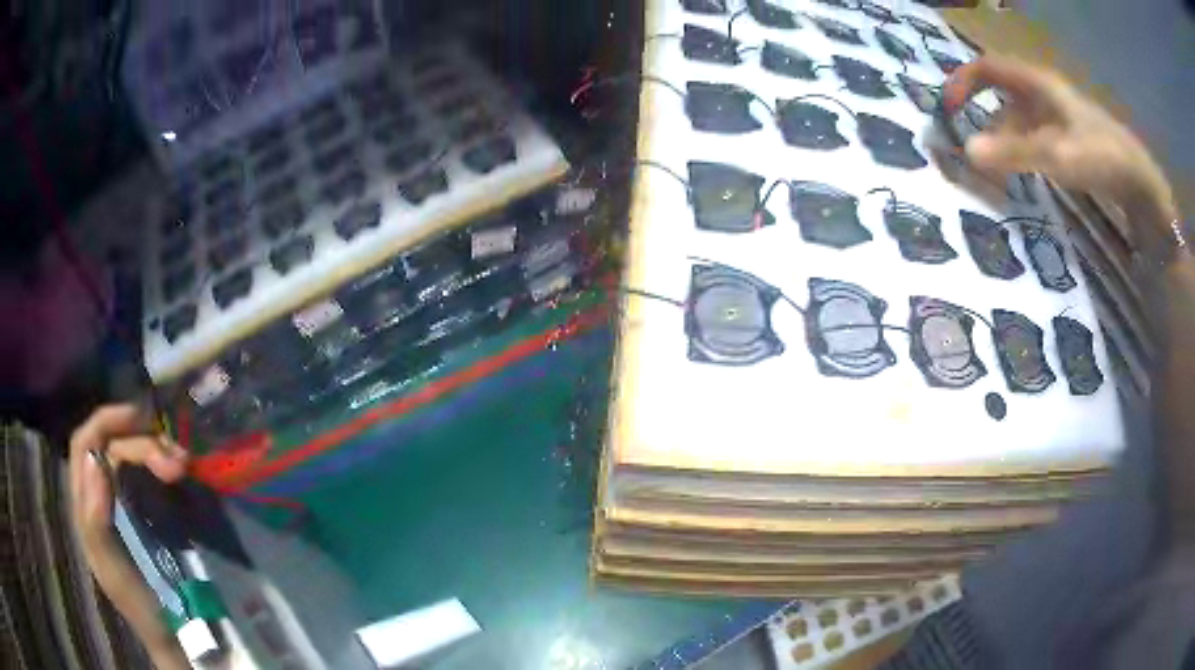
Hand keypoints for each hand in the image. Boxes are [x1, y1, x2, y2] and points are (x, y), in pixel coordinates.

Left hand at [69, 404, 190, 669]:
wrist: (175, 637)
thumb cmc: (139, 605)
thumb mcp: (111, 569)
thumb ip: (94, 520)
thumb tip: (94, 459)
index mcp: (85, 504)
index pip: (83, 443)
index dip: (105, 422)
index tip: (137, 418)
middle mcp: (102, 493)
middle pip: (114, 447)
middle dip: (143, 444)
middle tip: (177, 463)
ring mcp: (127, 502)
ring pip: (135, 457)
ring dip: (158, 452)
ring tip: (185, 465)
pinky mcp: (151, 512)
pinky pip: (153, 475)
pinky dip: (167, 465)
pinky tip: (184, 471)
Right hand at [943, 55, 1171, 214]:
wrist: (1140, 183)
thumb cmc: (1100, 157)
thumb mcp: (1056, 154)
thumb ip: (1013, 153)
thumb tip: (967, 152)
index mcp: (1037, 83)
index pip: (989, 67)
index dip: (964, 81)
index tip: (948, 109)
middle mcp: (1043, 94)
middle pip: (1002, 98)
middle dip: (982, 120)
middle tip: (970, 154)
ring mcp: (1057, 118)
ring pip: (1019, 123)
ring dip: (1003, 144)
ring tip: (994, 176)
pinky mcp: (1068, 140)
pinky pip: (1034, 140)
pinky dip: (1022, 155)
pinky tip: (1022, 177)